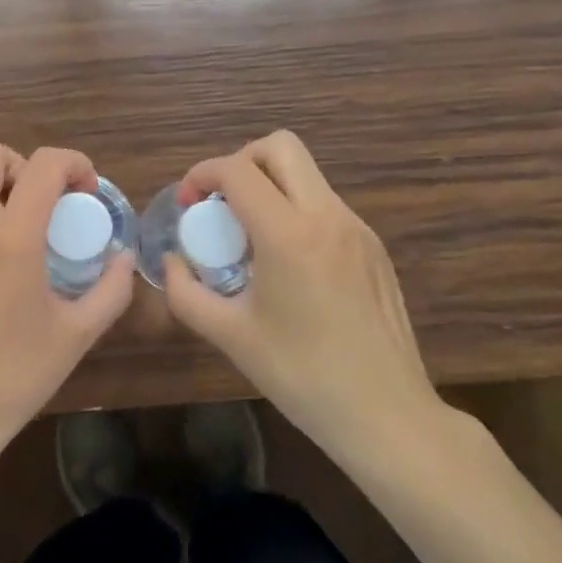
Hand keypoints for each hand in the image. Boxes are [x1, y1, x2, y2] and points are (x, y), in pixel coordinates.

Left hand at [0, 139, 135, 468]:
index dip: (73, 162)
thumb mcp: (77, 335)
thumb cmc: (14, 377)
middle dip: (21, 164)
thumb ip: (111, 290)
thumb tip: (123, 259)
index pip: (43, 164)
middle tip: (42, 202)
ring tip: (14, 232)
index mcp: (11, 237)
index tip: (86, 190)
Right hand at [163, 130, 453, 465]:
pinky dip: (295, 211)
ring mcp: (357, 229)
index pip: (238, 170)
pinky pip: (325, 205)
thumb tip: (173, 262)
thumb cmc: (302, 377)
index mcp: (289, 234)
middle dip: (240, 162)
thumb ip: (186, 293)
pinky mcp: (373, 247)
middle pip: (280, 147)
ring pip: (306, 173)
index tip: (187, 204)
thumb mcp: (231, 336)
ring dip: (269, 186)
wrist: (388, 416)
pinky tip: (286, 263)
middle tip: (221, 203)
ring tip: (249, 237)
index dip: (203, 174)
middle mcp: (327, 216)